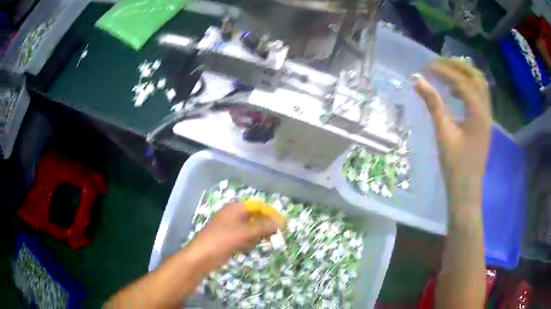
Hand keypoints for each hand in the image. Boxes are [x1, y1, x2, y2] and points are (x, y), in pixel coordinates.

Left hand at [190, 202, 283, 268]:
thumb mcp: (244, 232)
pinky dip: (251, 240)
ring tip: (270, 239)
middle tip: (278, 233)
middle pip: (253, 217)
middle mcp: (232, 216)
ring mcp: (230, 228)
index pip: (257, 206)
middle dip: (265, 224)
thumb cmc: (222, 239)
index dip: (270, 213)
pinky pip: (244, 237)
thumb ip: (262, 226)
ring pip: (249, 228)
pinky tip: (255, 245)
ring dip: (259, 233)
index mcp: (234, 209)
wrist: (202, 256)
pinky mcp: (229, 239)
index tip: (281, 223)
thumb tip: (280, 222)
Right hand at [414, 59, 491, 210]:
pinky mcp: (483, 124)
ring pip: (479, 86)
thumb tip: (418, 81)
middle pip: (476, 78)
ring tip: (446, 75)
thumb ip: (433, 105)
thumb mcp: (444, 134)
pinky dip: (467, 89)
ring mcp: (486, 117)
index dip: (443, 70)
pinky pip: (478, 97)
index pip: (462, 81)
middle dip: (457, 67)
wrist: (466, 191)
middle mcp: (486, 111)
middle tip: (439, 65)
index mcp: (478, 112)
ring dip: (464, 76)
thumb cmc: (456, 166)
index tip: (426, 67)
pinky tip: (455, 93)